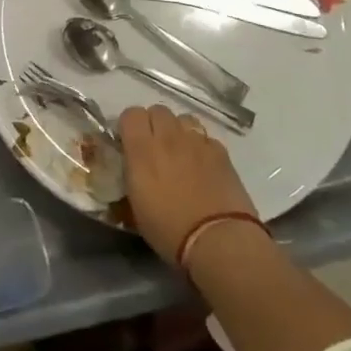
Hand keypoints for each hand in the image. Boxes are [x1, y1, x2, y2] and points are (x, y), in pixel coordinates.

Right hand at [118, 104, 257, 264]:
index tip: (129, 142)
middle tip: (154, 147)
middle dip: (153, 124)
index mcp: (142, 151)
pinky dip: (201, 146)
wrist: (218, 240)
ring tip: (180, 152)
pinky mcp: (221, 152)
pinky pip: (206, 137)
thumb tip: (130, 170)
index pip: (131, 114)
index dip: (129, 125)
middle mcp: (168, 138)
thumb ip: (131, 178)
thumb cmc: (170, 231)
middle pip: (158, 110)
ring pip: (183, 118)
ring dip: (178, 130)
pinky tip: (203, 165)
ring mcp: (197, 142)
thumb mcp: (136, 208)